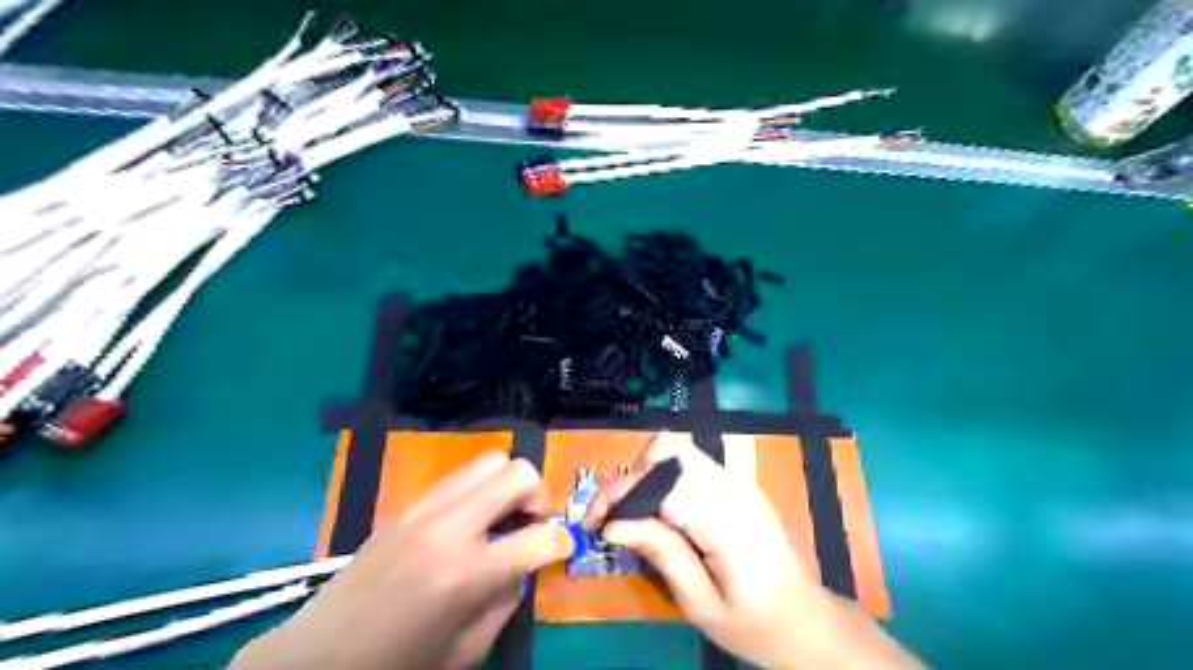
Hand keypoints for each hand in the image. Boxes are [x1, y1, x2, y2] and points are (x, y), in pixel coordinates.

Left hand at [230, 450, 572, 669]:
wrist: (318, 657)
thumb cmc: (398, 665)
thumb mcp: (468, 649)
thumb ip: (506, 599)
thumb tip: (523, 564)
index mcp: (466, 574)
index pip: (539, 537)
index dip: (563, 540)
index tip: (565, 546)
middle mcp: (448, 528)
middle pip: (517, 473)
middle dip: (539, 495)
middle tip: (533, 523)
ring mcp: (424, 509)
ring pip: (488, 461)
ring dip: (508, 485)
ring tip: (503, 517)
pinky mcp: (407, 506)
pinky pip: (458, 479)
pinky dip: (479, 491)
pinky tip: (469, 523)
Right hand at [585, 435, 921, 668]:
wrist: (811, 623)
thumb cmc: (757, 626)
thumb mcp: (702, 605)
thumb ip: (662, 555)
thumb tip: (614, 525)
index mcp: (726, 522)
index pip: (661, 482)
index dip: (621, 493)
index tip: (595, 521)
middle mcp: (734, 489)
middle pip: (669, 449)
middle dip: (631, 475)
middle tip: (614, 513)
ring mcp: (740, 483)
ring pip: (679, 450)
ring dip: (646, 473)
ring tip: (631, 512)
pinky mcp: (740, 486)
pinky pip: (693, 465)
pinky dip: (665, 478)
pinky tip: (658, 511)